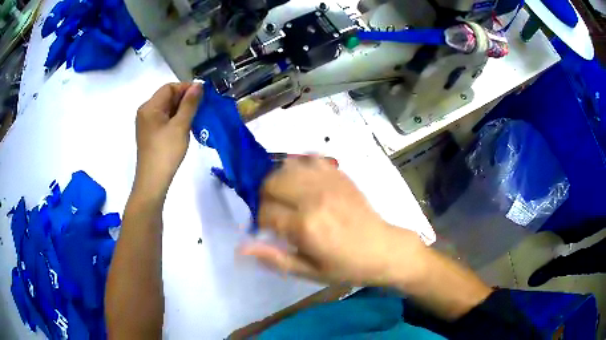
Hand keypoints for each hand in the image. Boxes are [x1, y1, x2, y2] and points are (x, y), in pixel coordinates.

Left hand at [134, 83, 201, 197]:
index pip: (169, 87)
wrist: (153, 181)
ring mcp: (146, 124)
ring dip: (181, 110)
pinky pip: (163, 119)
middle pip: (167, 97)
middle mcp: (145, 112)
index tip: (203, 95)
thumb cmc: (166, 151)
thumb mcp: (180, 125)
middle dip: (184, 99)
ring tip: (196, 117)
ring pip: (166, 109)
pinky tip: (185, 127)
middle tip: (201, 107)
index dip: (186, 88)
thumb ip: (190, 103)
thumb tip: (198, 85)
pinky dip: (175, 119)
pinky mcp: (150, 134)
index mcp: (149, 107)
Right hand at [240, 157, 426, 286]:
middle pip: (270, 182)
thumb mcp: (309, 271)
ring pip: (286, 166)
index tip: (266, 230)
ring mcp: (328, 181)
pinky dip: (299, 166)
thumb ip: (274, 258)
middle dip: (263, 197)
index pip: (264, 212)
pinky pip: (310, 158)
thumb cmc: (345, 266)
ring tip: (285, 196)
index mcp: (305, 225)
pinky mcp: (339, 174)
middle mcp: (314, 197)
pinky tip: (303, 181)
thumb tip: (241, 248)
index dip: (259, 221)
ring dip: (278, 180)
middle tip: (273, 212)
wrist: (382, 249)